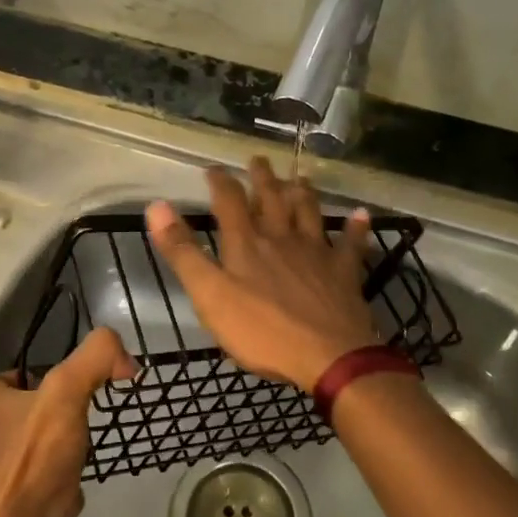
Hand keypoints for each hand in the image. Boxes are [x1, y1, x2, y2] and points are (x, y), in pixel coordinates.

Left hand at [0, 326, 135, 516]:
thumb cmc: (37, 460)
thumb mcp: (66, 391)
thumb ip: (95, 359)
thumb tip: (125, 359)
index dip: (24, 373)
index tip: (61, 372)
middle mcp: (0, 442)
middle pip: (25, 414)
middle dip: (54, 407)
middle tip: (91, 399)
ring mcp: (16, 480)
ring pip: (42, 450)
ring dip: (66, 443)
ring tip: (97, 433)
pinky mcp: (35, 512)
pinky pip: (55, 485)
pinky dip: (73, 480)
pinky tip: (94, 476)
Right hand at [145, 157, 376, 392]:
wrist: (328, 356)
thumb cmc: (262, 330)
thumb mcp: (209, 294)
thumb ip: (183, 251)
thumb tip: (156, 206)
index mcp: (246, 243)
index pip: (229, 201)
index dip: (220, 182)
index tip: (213, 169)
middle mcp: (281, 237)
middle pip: (271, 199)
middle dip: (262, 178)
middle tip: (259, 160)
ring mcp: (316, 252)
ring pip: (309, 212)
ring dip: (303, 192)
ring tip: (300, 177)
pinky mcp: (344, 272)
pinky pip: (352, 244)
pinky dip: (356, 228)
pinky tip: (361, 215)